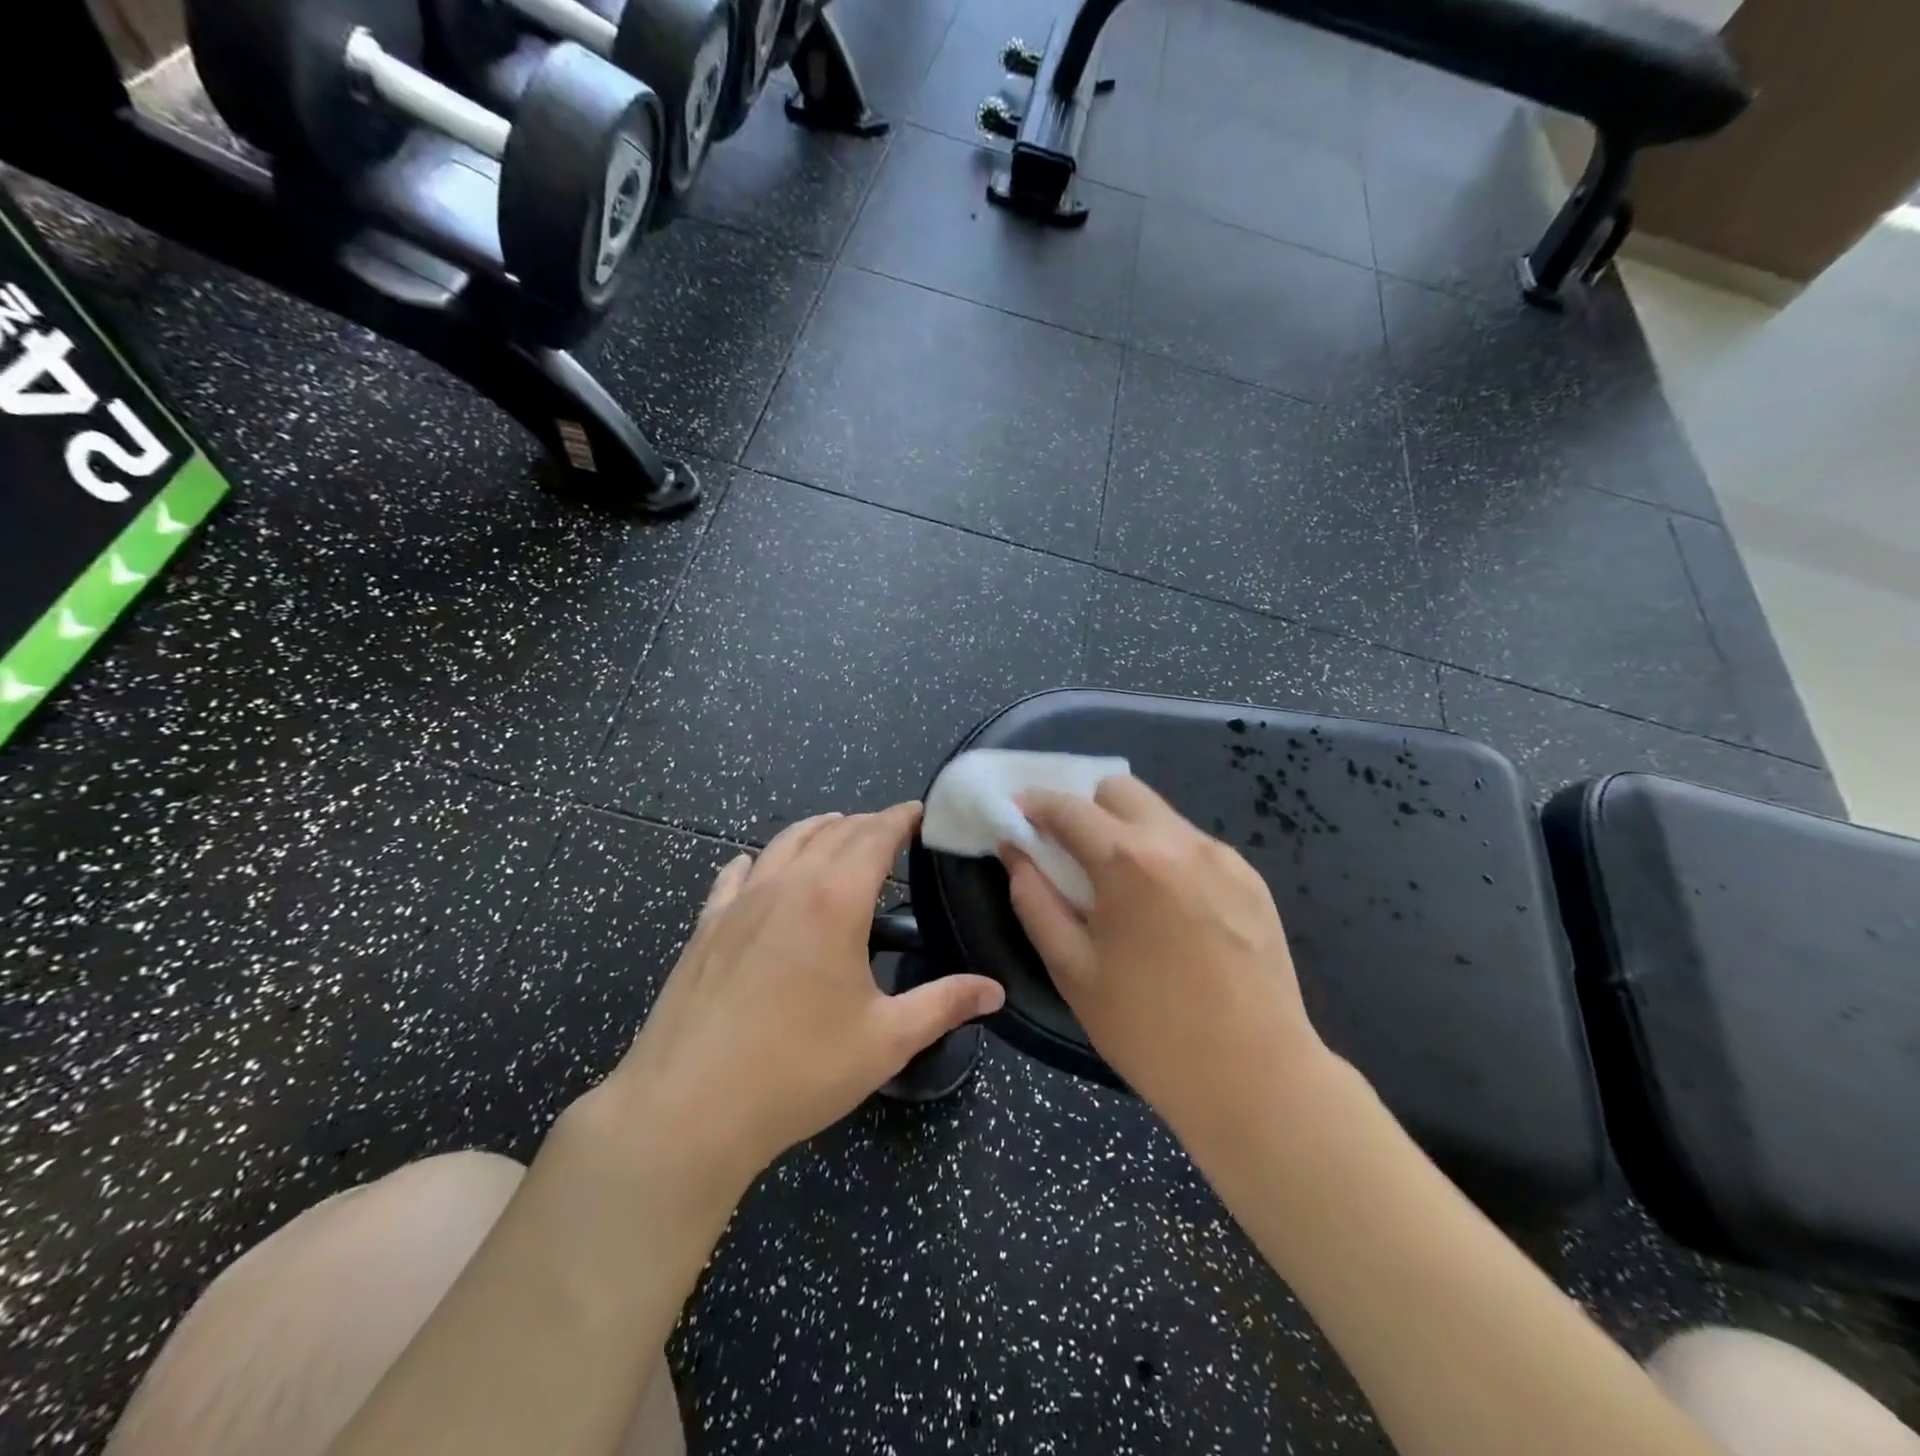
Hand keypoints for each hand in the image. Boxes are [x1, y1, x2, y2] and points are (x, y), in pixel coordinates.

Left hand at [608, 803, 1004, 1195]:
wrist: (687, 1108)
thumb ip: (944, 1005)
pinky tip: (760, 868)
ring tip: (838, 832)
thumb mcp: (885, 1041)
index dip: (900, 817)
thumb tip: (994, 991)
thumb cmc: (797, 1071)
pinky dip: (761, 858)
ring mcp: (740, 901)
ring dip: (818, 830)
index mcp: (835, 901)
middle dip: (867, 822)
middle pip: (832, 832)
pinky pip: (737, 873)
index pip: (874, 836)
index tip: (920, 811)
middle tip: (891, 829)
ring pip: (784, 842)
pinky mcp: (706, 925)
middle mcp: (787, 884)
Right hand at [1004, 777, 1328, 1142]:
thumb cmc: (1149, 1031)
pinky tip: (1169, 911)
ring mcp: (1222, 857)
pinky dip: (1166, 857)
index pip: (1068, 807)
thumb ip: (1035, 901)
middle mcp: (1179, 842)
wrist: (1257, 1079)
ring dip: (1127, 832)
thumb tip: (1016, 853)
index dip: (1034, 805)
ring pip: (1159, 814)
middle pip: (1118, 790)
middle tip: (1071, 854)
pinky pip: (1193, 846)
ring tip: (1123, 890)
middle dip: (1085, 809)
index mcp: (1129, 862)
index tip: (1016, 816)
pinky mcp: (1251, 879)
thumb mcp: (1072, 970)